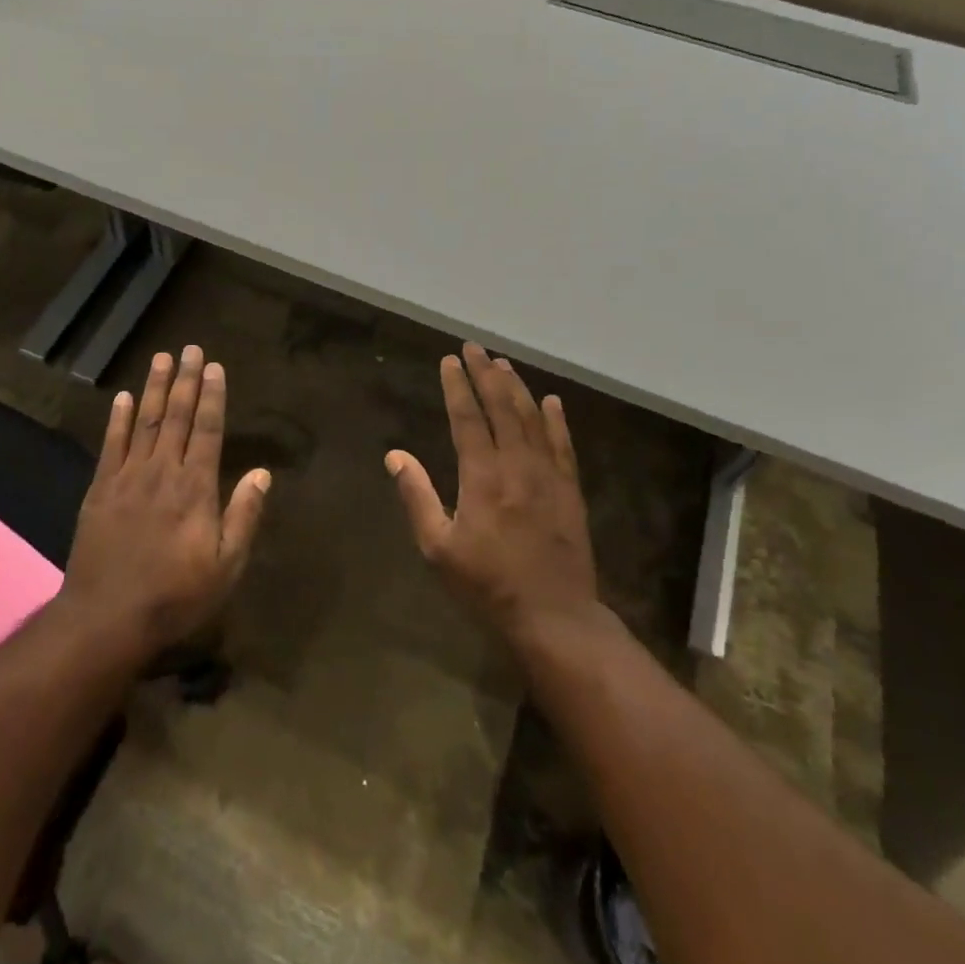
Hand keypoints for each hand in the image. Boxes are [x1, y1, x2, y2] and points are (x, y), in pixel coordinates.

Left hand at [60, 345, 270, 657]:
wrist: (107, 617)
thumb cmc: (176, 595)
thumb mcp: (226, 566)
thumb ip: (244, 515)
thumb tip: (263, 473)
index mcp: (196, 487)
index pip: (208, 430)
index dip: (212, 397)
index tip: (214, 367)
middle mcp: (162, 472)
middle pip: (175, 416)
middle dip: (185, 380)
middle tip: (190, 348)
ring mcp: (127, 478)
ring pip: (143, 422)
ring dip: (153, 388)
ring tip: (160, 358)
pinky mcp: (100, 490)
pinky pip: (110, 445)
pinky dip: (117, 419)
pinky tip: (121, 397)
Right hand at [386, 343, 598, 644]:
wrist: (553, 616)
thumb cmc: (487, 584)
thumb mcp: (438, 547)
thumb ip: (416, 496)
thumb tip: (394, 455)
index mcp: (482, 476)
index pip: (467, 418)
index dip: (457, 386)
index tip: (449, 361)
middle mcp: (517, 465)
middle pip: (501, 407)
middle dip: (486, 374)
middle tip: (475, 348)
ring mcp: (548, 475)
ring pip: (532, 418)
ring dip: (516, 388)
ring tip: (503, 364)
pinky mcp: (570, 489)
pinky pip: (563, 444)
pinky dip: (556, 419)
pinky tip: (551, 400)